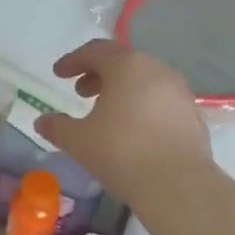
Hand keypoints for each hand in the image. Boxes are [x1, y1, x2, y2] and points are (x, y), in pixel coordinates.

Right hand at [35, 40, 212, 199]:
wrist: (175, 183)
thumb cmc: (120, 152)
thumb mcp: (78, 140)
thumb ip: (57, 127)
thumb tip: (42, 121)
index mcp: (127, 66)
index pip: (96, 51)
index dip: (73, 61)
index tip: (58, 74)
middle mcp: (157, 70)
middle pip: (123, 63)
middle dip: (99, 75)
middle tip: (81, 93)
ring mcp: (180, 91)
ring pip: (145, 81)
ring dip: (122, 91)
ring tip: (106, 113)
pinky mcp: (192, 115)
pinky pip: (161, 101)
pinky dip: (142, 106)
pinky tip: (132, 130)